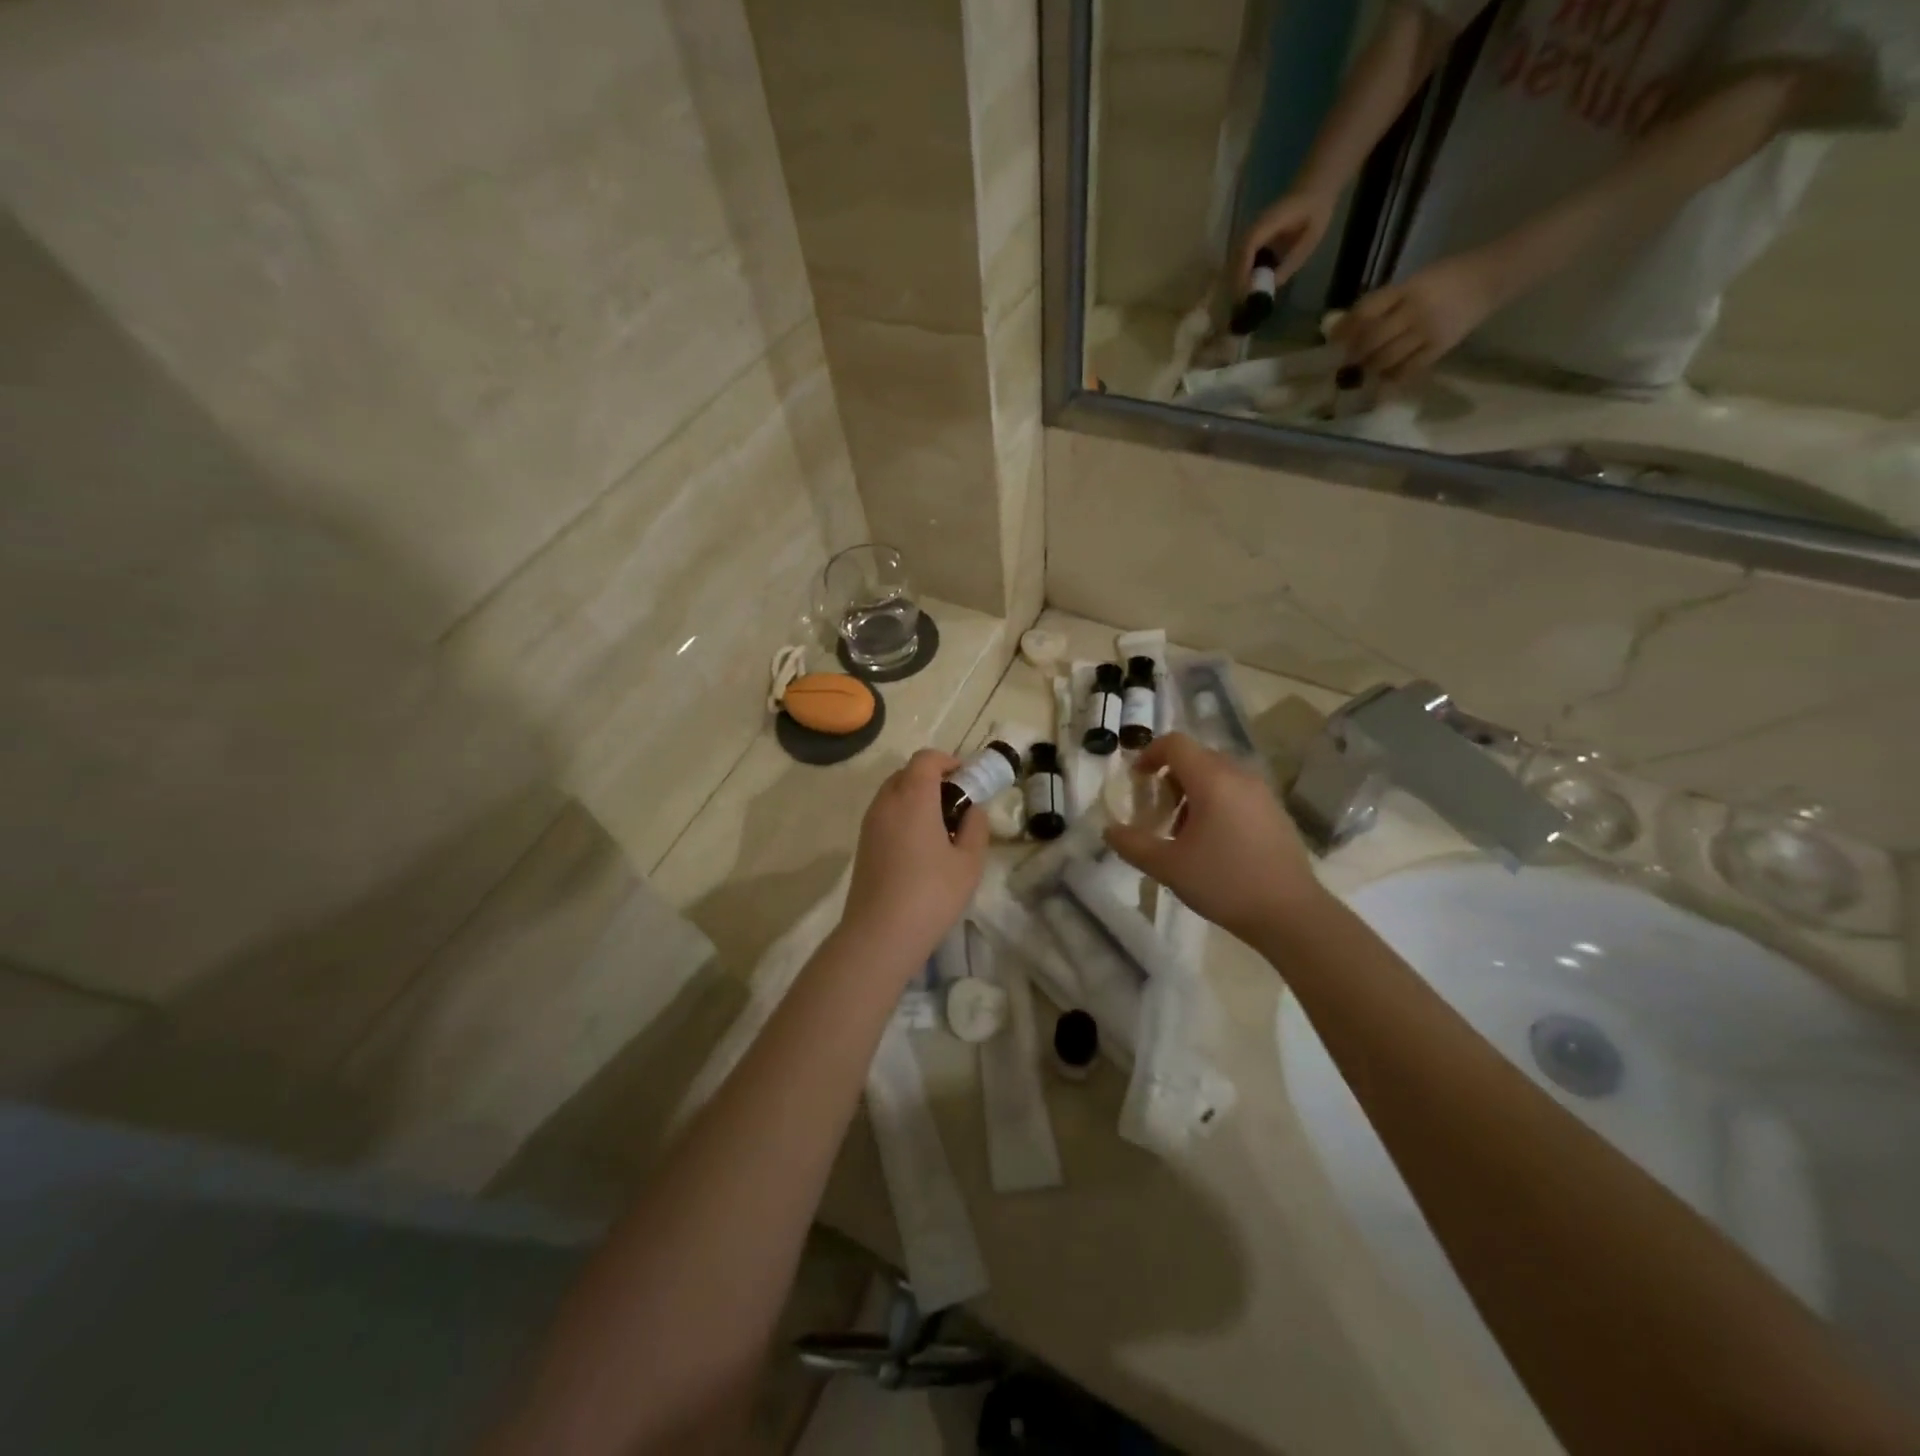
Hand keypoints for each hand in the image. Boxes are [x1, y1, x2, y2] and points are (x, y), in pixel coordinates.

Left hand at [840, 749, 988, 967]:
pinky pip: (885, 814)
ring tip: (940, 827)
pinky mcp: (863, 844)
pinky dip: (903, 815)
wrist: (879, 934)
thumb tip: (973, 810)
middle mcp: (886, 802)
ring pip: (894, 793)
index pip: (926, 759)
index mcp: (913, 797)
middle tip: (957, 803)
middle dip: (933, 779)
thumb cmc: (931, 894)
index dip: (948, 762)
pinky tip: (920, 847)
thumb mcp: (969, 862)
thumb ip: (975, 827)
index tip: (967, 780)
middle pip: (907, 773)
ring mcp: (870, 823)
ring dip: (917, 798)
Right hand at [1104, 734, 1324, 945]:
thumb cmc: (1224, 883)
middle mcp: (1239, 776)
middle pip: (1196, 757)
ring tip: (1183, 830)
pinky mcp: (1275, 811)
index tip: (1136, 780)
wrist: (1291, 913)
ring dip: (1192, 790)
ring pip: (1217, 774)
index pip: (1175, 743)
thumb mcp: (1168, 866)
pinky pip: (1237, 790)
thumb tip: (1109, 831)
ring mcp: (1262, 792)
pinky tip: (1213, 841)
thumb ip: (1132, 844)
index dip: (1149, 754)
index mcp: (1212, 780)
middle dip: (1169, 777)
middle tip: (1156, 811)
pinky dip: (1216, 801)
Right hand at [1236, 190, 1336, 293]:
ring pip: (1234, 261)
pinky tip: (1247, 290)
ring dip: (1236, 282)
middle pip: (1234, 258)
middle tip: (1242, 306)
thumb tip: (1269, 289)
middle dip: (1235, 283)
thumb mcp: (1309, 240)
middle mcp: (1253, 227)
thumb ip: (1289, 263)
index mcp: (1269, 222)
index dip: (1243, 272)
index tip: (1244, 294)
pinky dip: (1240, 276)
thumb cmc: (1315, 213)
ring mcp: (1250, 234)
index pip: (1247, 248)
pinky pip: (1239, 260)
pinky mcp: (1251, 241)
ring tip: (1243, 301)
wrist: (1314, 191)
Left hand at [1336, 252, 1497, 381]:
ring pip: (1386, 357)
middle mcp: (1415, 310)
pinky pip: (1408, 369)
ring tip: (1365, 368)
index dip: (1346, 328)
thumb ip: (1385, 302)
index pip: (1367, 310)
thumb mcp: (1414, 281)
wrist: (1493, 277)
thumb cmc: (1448, 278)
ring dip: (1370, 367)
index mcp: (1407, 288)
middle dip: (1355, 353)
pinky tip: (1386, 376)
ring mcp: (1428, 330)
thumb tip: (1347, 326)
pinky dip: (1392, 376)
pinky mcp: (1440, 347)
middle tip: (1347, 361)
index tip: (1334, 341)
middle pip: (1372, 339)